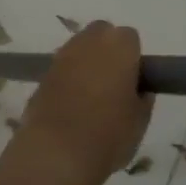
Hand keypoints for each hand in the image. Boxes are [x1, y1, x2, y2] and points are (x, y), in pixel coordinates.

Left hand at [20, 21, 153, 184]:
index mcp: (119, 46)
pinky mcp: (43, 74)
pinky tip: (71, 105)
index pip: (130, 38)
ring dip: (86, 63)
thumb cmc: (108, 133)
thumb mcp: (140, 121)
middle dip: (107, 50)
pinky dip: (67, 79)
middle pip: (101, 34)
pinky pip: (62, 69)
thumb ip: (142, 99)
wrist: (57, 151)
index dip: (133, 58)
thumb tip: (139, 91)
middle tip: (114, 83)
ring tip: (91, 96)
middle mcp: (89, 41)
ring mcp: (62, 55)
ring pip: (79, 49)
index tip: (134, 81)